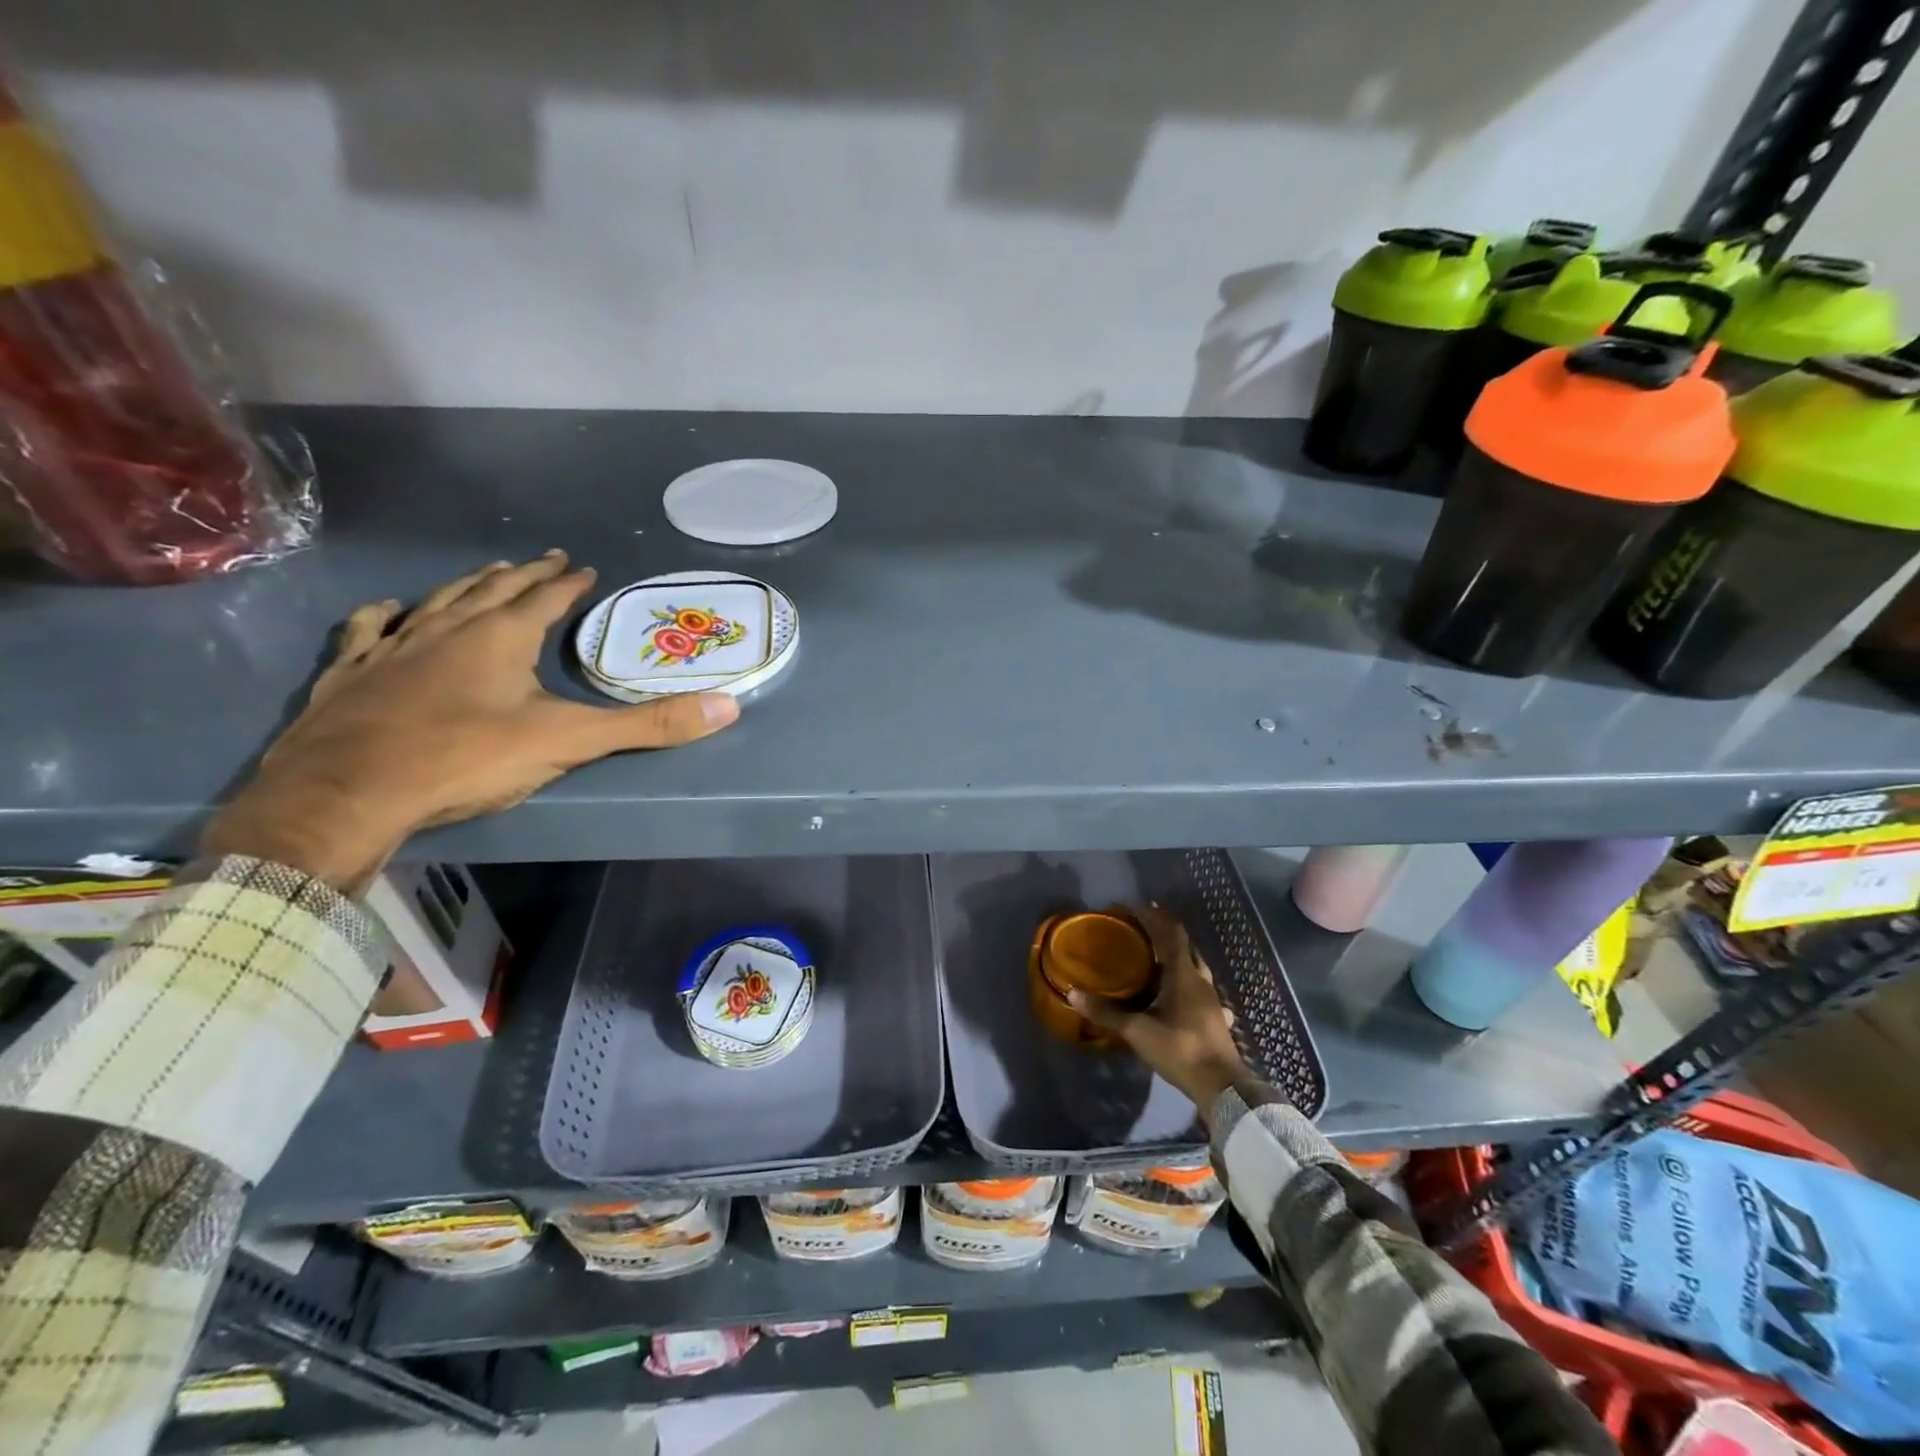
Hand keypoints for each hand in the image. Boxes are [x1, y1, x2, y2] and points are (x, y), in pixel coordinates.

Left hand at [203, 552, 738, 889]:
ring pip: (436, 603)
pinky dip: (385, 616)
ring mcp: (393, 647)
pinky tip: (387, 610)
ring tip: (484, 574)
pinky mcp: (351, 675)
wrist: (345, 794)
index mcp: (501, 637)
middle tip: (541, 560)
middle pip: (492, 590)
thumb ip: (648, 725)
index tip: (584, 567)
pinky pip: (370, 631)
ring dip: (465, 586)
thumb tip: (728, 707)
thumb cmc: (465, 759)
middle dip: (522, 575)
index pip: (545, 598)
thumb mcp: (570, 742)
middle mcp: (447, 628)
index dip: (568, 582)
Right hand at [1068, 905, 1249, 1110]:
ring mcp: (1211, 998)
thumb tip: (1072, 993)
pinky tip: (1176, 992)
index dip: (1154, 916)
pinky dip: (1184, 979)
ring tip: (1154, 956)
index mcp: (1183, 975)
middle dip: (1164, 931)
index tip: (1133, 905)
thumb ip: (1106, 1012)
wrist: (1222, 1087)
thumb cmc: (1180, 1050)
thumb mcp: (1138, 1031)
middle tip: (1141, 927)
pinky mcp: (1214, 1016)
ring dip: (1176, 955)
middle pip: (1184, 945)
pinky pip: (1198, 986)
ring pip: (1194, 965)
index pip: (1171, 933)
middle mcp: (1200, 980)